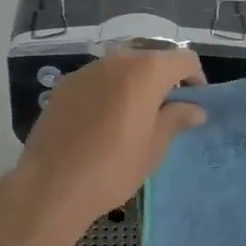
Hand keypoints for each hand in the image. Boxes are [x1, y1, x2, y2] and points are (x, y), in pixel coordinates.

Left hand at [17, 47, 206, 228]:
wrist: (50, 186)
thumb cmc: (112, 168)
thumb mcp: (154, 148)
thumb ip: (177, 119)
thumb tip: (195, 108)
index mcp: (146, 71)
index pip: (184, 59)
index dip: (195, 78)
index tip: (194, 103)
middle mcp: (117, 60)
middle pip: (152, 59)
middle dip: (164, 80)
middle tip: (166, 112)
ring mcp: (87, 69)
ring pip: (123, 67)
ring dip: (135, 84)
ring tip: (133, 118)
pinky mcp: (65, 84)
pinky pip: (98, 79)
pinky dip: (109, 91)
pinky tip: (102, 122)